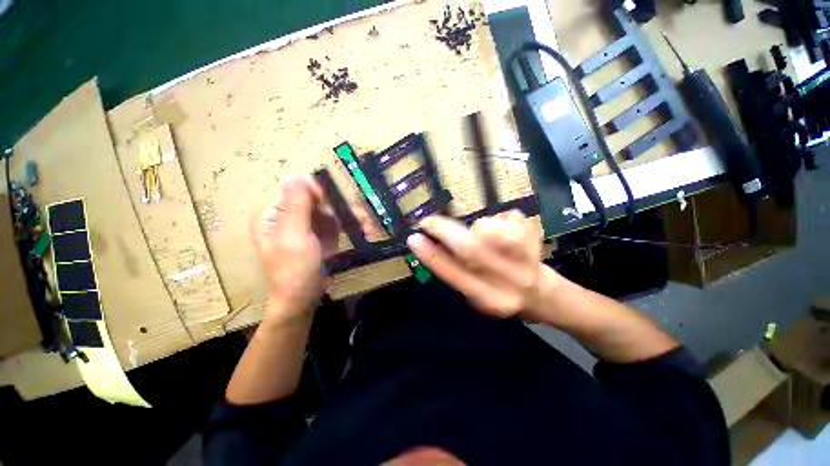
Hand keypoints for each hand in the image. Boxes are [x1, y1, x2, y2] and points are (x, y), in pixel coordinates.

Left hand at [250, 176, 337, 322]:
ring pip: (327, 212)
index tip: (334, 206)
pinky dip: (342, 228)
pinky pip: (332, 224)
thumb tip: (295, 174)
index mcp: (272, 214)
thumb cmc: (294, 270)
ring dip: (342, 219)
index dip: (317, 193)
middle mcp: (286, 217)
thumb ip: (295, 206)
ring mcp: (303, 227)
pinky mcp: (316, 236)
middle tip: (350, 221)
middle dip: (334, 209)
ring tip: (355, 230)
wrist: (302, 299)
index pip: (297, 190)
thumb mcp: (293, 237)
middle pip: (314, 200)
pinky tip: (348, 237)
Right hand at [406, 210, 546, 318]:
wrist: (539, 293)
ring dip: (479, 228)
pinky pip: (506, 217)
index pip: (452, 273)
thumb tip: (432, 242)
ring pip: (486, 227)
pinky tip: (511, 235)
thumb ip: (455, 270)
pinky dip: (501, 221)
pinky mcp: (535, 237)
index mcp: (486, 296)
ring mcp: (525, 257)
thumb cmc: (499, 293)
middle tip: (430, 222)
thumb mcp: (473, 291)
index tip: (414, 237)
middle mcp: (506, 279)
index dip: (430, 254)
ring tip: (490, 239)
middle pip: (470, 248)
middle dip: (444, 230)